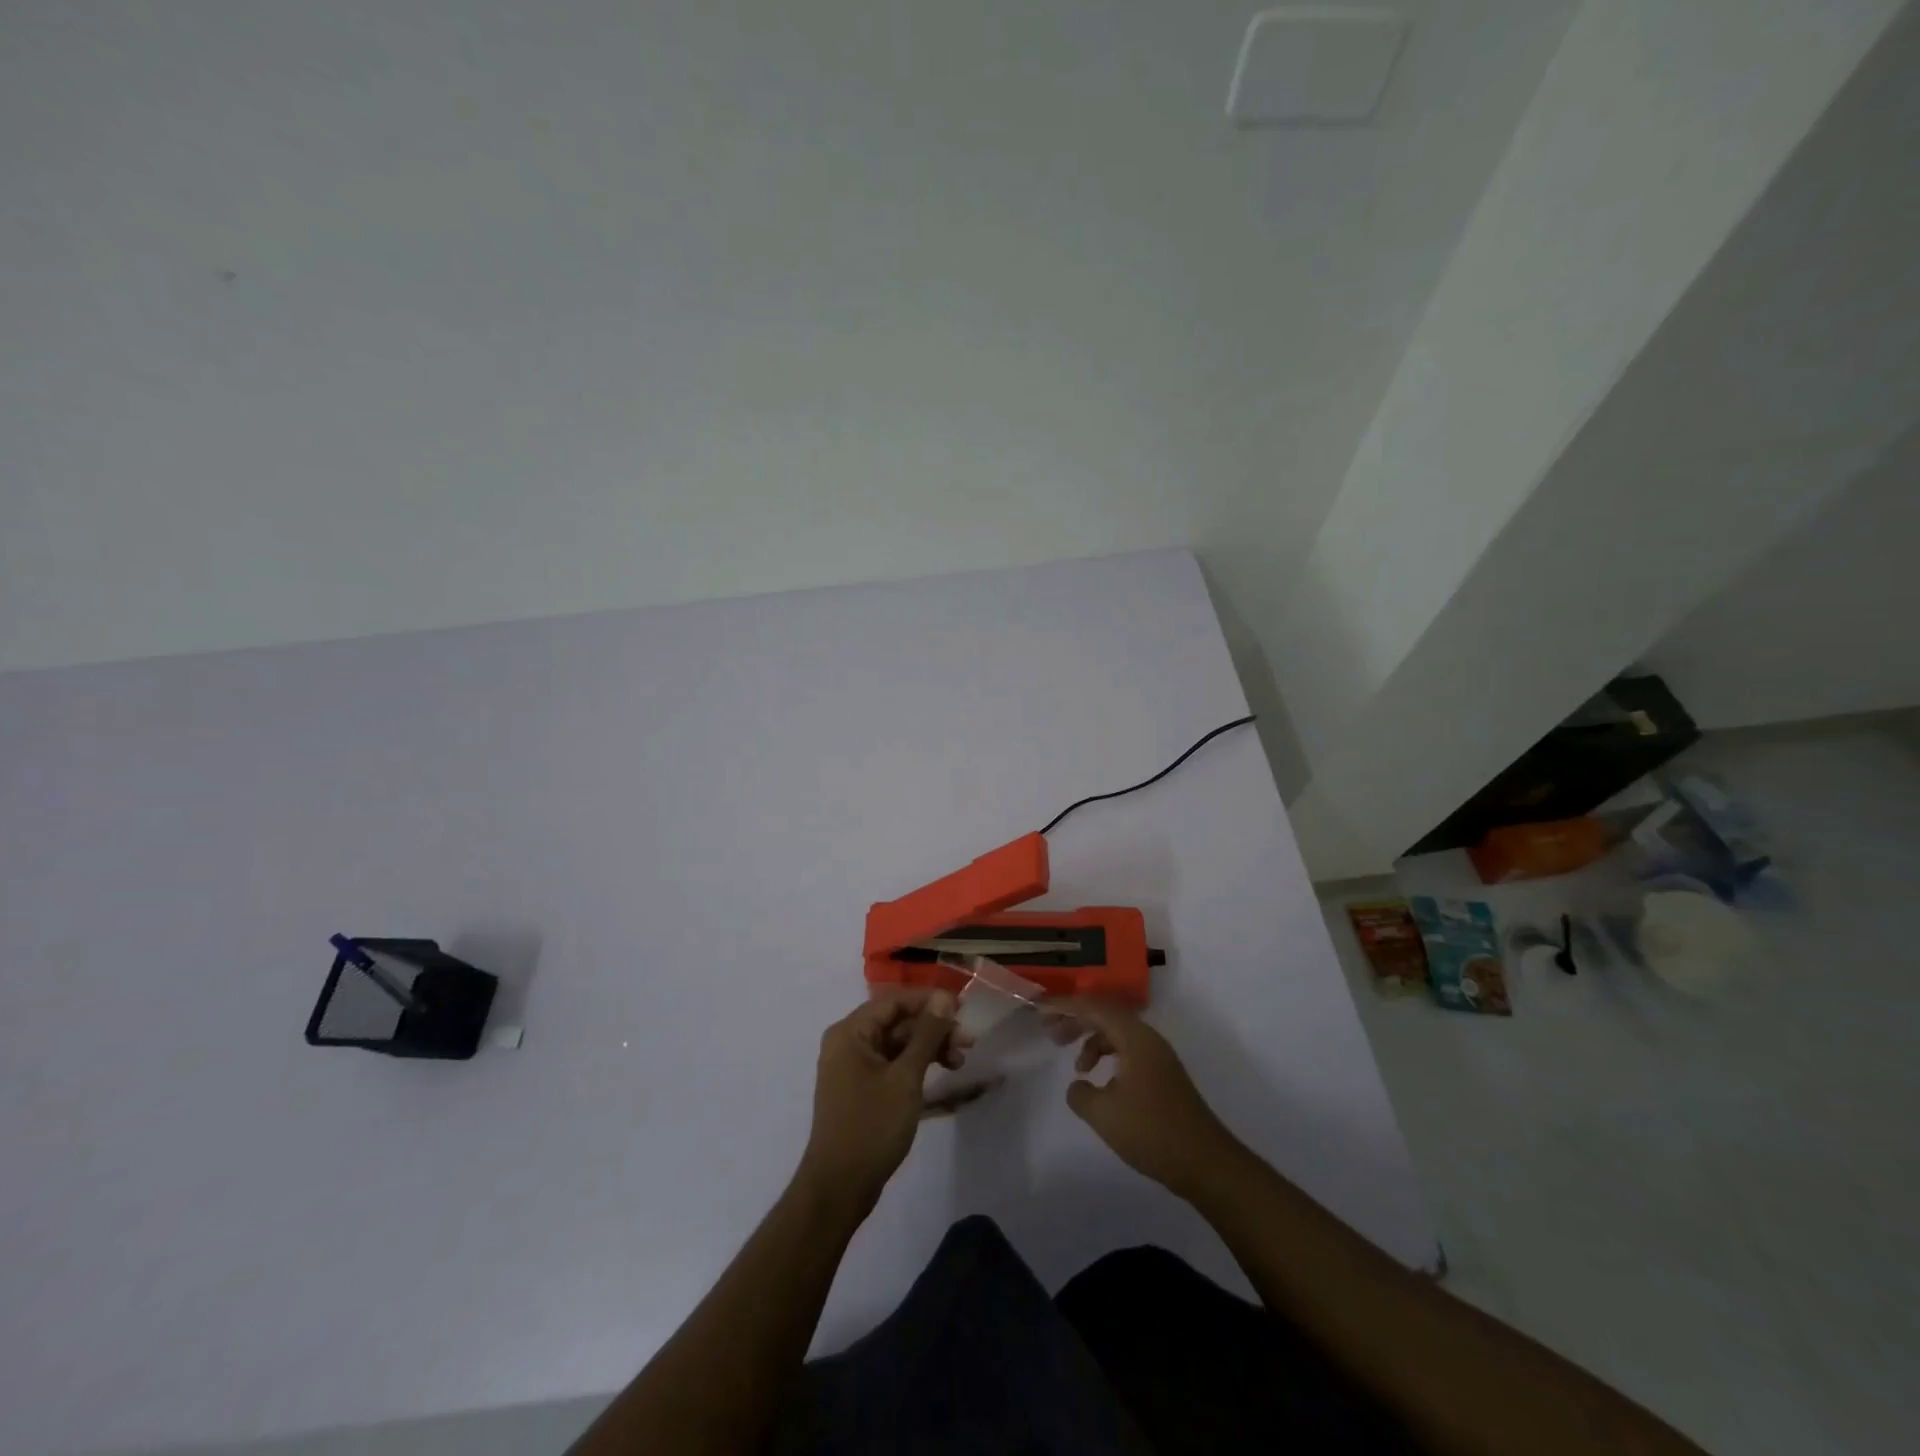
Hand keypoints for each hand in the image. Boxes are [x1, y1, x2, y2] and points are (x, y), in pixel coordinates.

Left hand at [796, 989, 966, 1212]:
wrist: (839, 1188)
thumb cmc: (872, 1126)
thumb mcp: (906, 1077)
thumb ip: (926, 1034)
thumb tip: (943, 997)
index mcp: (851, 1032)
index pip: (894, 1001)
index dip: (929, 1001)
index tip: (962, 1010)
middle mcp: (848, 1043)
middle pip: (897, 1022)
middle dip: (933, 1029)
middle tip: (968, 1042)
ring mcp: (853, 1067)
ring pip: (897, 1044)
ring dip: (929, 1048)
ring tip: (960, 1062)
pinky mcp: (861, 1089)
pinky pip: (892, 1065)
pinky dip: (916, 1066)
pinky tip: (942, 1074)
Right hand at [1053, 999, 1241, 1198]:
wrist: (1207, 1164)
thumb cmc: (1153, 1132)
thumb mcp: (1104, 1114)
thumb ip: (1080, 1094)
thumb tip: (1078, 1084)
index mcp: (1135, 1038)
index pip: (1094, 1007)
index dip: (1064, 1006)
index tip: (1039, 1009)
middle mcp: (1148, 1039)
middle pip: (1106, 1014)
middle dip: (1076, 1019)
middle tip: (1051, 1032)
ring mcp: (1158, 1057)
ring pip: (1117, 1033)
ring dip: (1092, 1040)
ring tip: (1076, 1067)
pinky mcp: (1163, 1076)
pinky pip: (1128, 1051)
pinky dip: (1108, 1057)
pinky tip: (1100, 1082)